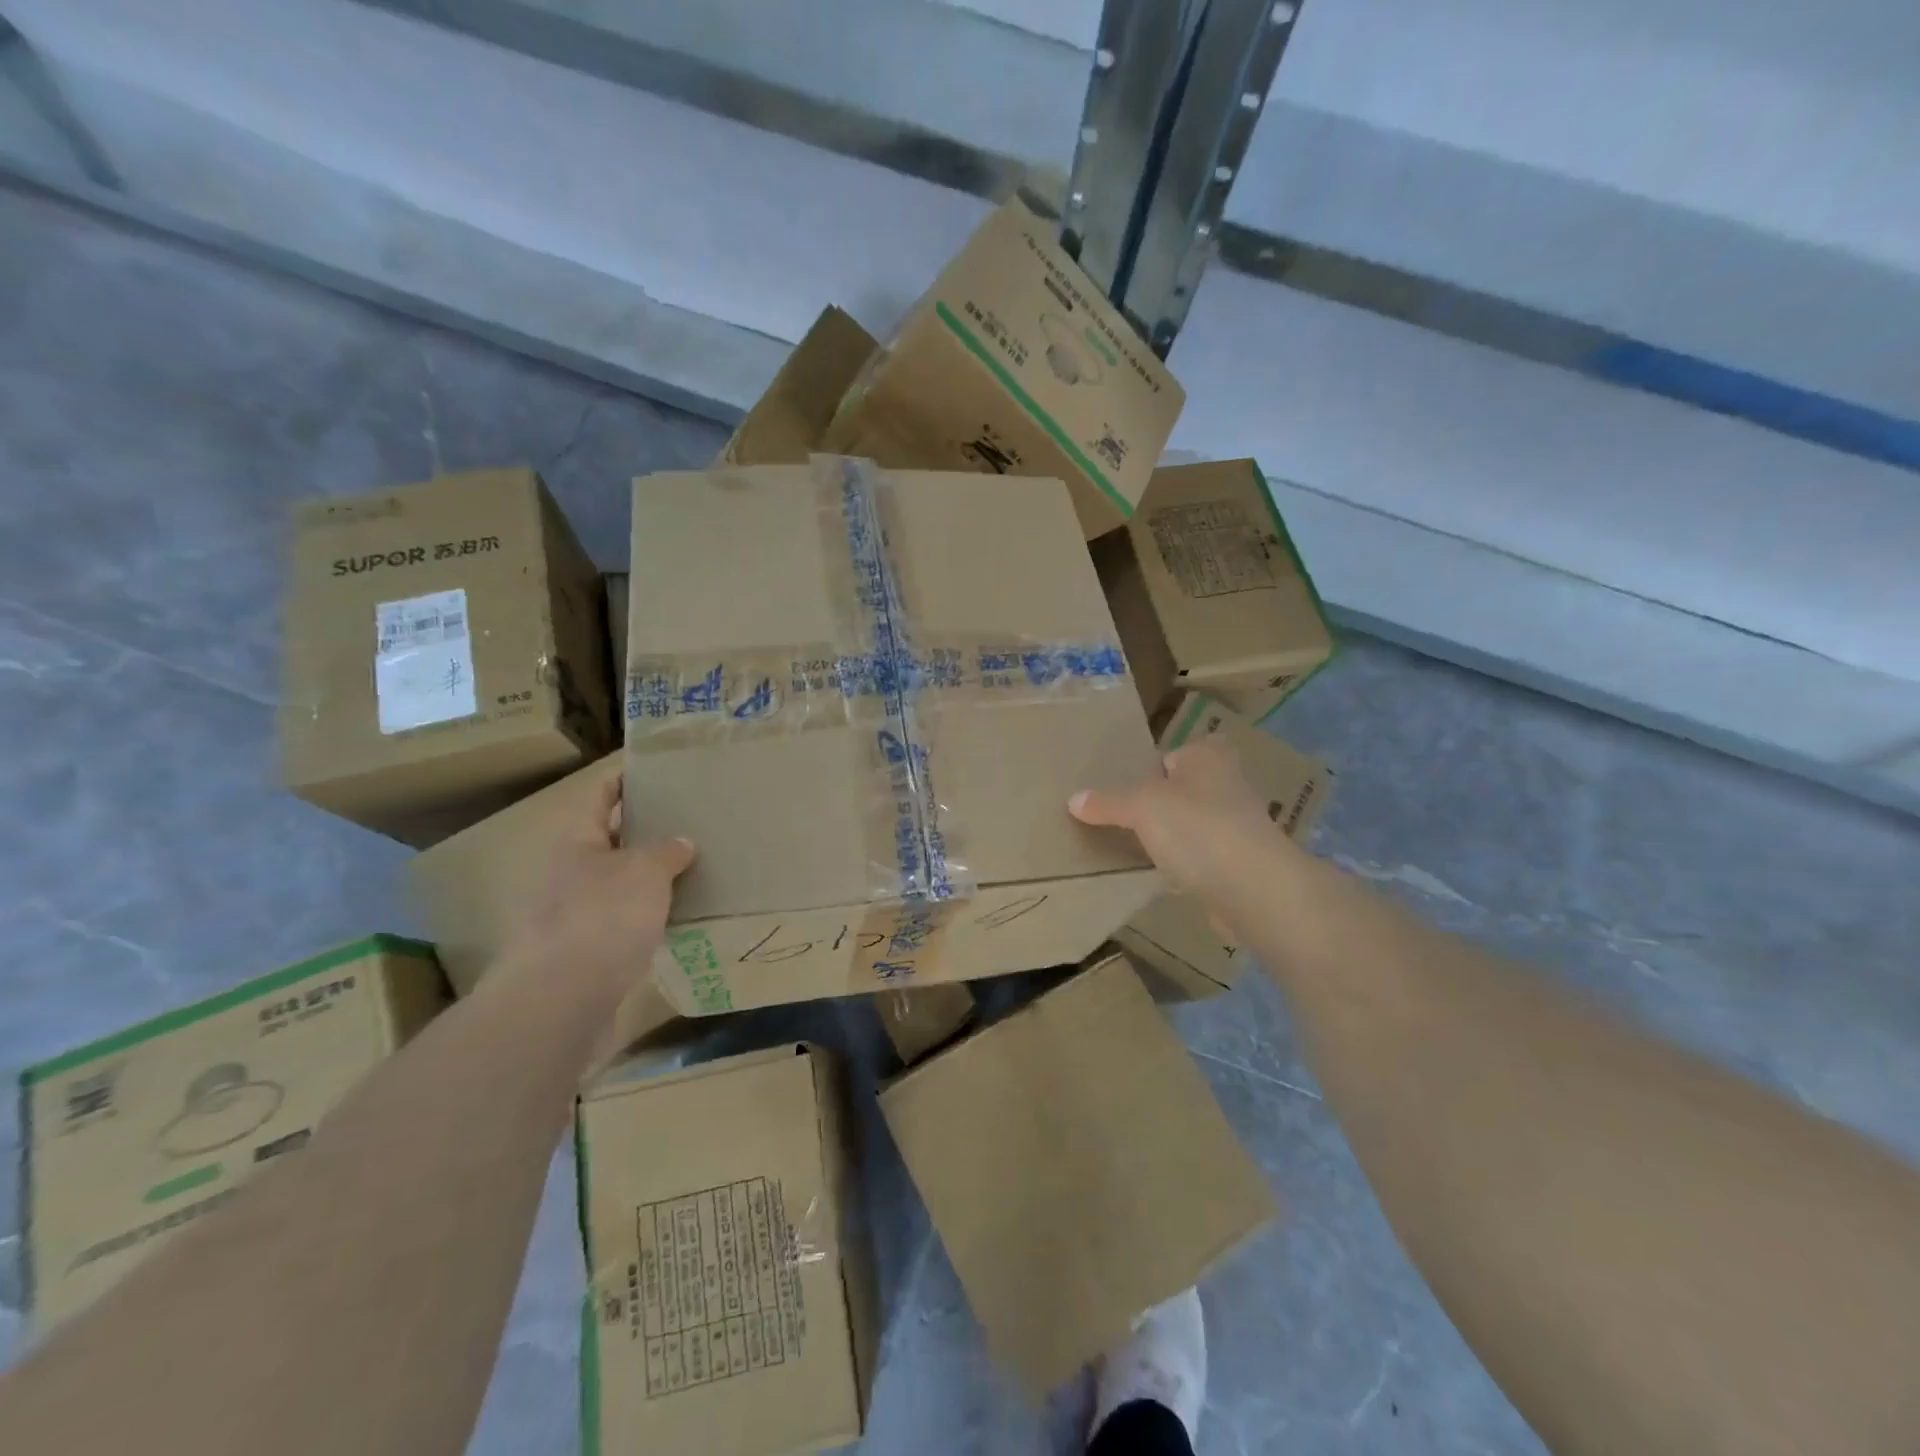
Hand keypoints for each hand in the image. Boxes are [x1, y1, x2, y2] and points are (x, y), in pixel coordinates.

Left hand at [504, 771, 695, 1015]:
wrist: (562, 1001)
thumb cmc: (602, 917)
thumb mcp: (644, 871)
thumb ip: (666, 851)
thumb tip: (680, 842)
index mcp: (575, 841)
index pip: (599, 797)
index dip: (624, 780)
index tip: (656, 770)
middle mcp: (569, 874)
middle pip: (610, 842)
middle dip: (647, 832)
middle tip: (692, 821)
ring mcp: (574, 916)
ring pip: (620, 885)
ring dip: (652, 878)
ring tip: (697, 867)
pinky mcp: (587, 954)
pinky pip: (625, 923)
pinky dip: (651, 916)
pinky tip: (682, 917)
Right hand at [1069, 737, 1283, 899]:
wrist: (1255, 890)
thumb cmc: (1198, 829)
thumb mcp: (1141, 807)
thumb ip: (1108, 802)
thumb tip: (1074, 799)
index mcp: (1207, 756)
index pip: (1170, 754)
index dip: (1145, 769)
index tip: (1117, 789)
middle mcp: (1227, 783)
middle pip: (1180, 790)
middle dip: (1155, 804)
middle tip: (1116, 818)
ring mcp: (1236, 826)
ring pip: (1190, 825)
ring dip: (1169, 837)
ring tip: (1130, 848)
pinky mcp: (1239, 865)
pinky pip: (1200, 859)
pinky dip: (1182, 866)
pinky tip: (1158, 877)